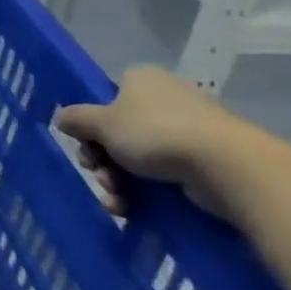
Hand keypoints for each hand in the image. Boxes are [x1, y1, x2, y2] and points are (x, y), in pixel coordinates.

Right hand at [56, 65, 270, 222]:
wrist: (229, 168)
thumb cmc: (156, 133)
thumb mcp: (101, 123)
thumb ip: (76, 119)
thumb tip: (62, 118)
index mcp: (141, 79)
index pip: (106, 98)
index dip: (91, 124)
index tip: (85, 145)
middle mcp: (166, 99)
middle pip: (119, 132)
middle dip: (103, 160)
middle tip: (100, 176)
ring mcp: (191, 130)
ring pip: (139, 158)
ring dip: (119, 181)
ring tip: (117, 201)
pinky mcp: (209, 162)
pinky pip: (166, 175)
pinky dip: (145, 194)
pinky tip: (132, 210)